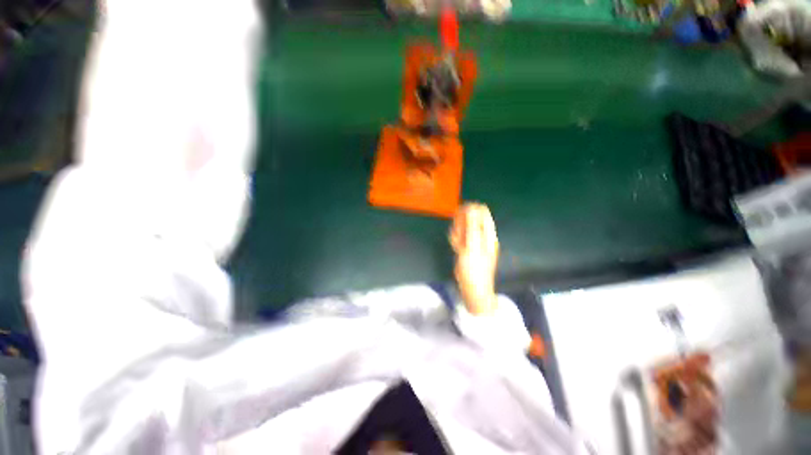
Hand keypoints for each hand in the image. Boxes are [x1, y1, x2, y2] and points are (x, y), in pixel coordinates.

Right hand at [449, 202, 498, 314]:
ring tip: (457, 244)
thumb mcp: (472, 247)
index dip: (470, 210)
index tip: (458, 214)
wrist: (473, 288)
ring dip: (457, 233)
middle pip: (471, 218)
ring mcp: (474, 241)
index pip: (482, 212)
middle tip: (458, 235)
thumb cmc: (474, 269)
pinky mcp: (467, 246)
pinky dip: (456, 240)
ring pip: (463, 227)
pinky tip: (456, 247)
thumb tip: (471, 208)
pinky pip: (460, 236)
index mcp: (488, 233)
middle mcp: (482, 235)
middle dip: (461, 224)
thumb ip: (472, 227)